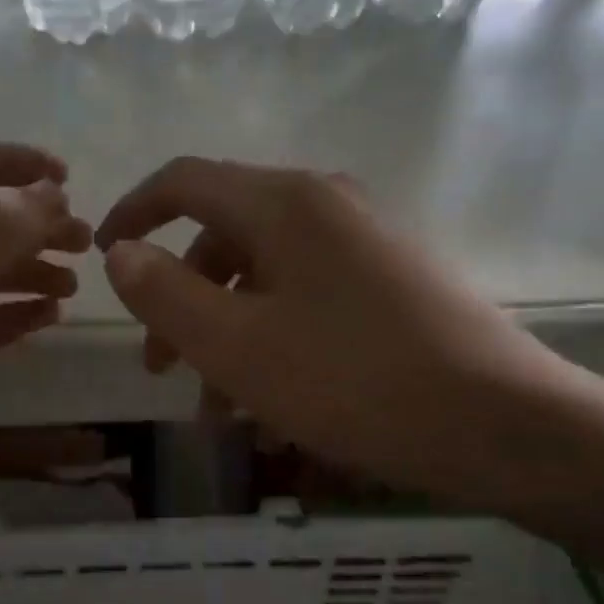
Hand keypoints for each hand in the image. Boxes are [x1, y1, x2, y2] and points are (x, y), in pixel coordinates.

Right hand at [97, 157, 586, 508]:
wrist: (502, 423)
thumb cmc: (353, 381)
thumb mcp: (235, 346)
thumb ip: (164, 294)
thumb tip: (123, 253)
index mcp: (283, 203)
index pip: (183, 181)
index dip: (133, 213)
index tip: (102, 256)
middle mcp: (324, 204)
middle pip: (222, 234)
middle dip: (179, 296)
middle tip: (158, 365)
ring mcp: (363, 241)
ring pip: (263, 274)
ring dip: (223, 329)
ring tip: (212, 407)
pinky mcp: (389, 280)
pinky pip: (304, 296)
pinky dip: (269, 336)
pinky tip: (266, 400)